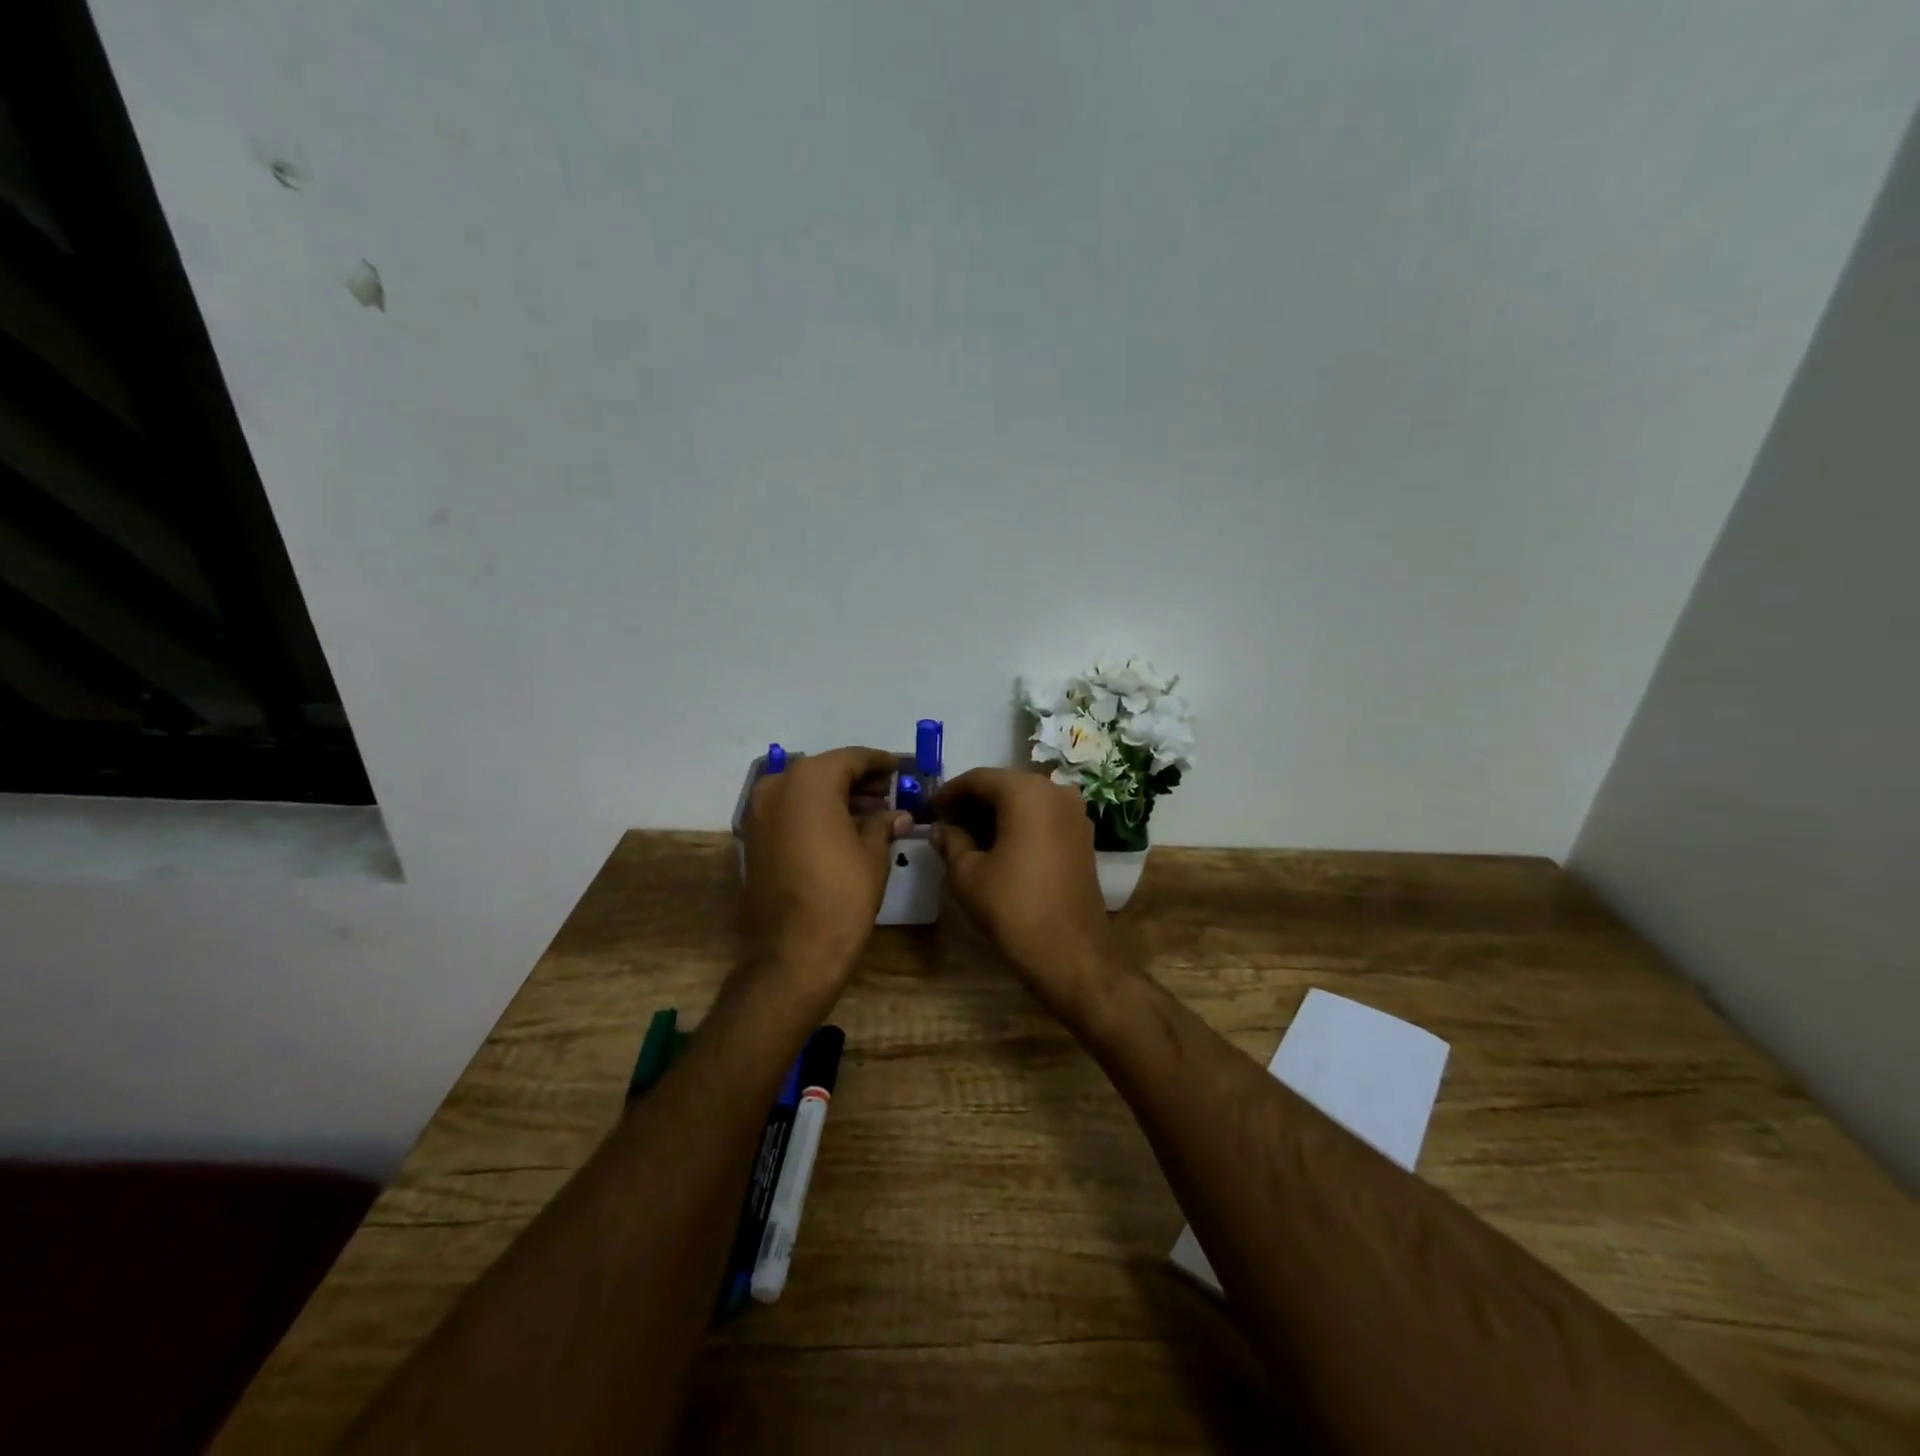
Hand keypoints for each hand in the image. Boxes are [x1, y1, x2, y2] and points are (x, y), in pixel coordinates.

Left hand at [742, 746, 911, 986]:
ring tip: (871, 812)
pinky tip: (842, 829)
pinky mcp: (752, 838)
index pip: (851, 758)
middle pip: (825, 771)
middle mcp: (777, 786)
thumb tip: (898, 815)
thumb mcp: (873, 854)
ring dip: (835, 797)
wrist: (792, 952)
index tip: (900, 768)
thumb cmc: (841, 895)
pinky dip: (814, 813)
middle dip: (857, 780)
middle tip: (888, 791)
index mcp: (809, 780)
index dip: (880, 762)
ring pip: (804, 791)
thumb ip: (883, 823)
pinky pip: (789, 812)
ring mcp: (758, 812)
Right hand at [931, 768, 1115, 1011]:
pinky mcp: (1083, 836)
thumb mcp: (968, 874)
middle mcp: (1056, 791)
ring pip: (1026, 800)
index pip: (979, 778)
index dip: (949, 792)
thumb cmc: (1013, 908)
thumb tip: (941, 828)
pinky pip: (1043, 816)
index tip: (929, 810)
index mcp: (1026, 792)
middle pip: (1004, 785)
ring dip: (996, 812)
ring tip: (967, 836)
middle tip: (946, 823)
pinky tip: (998, 845)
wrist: (1070, 954)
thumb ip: (951, 842)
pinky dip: (1019, 823)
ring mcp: (1075, 813)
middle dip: (973, 801)